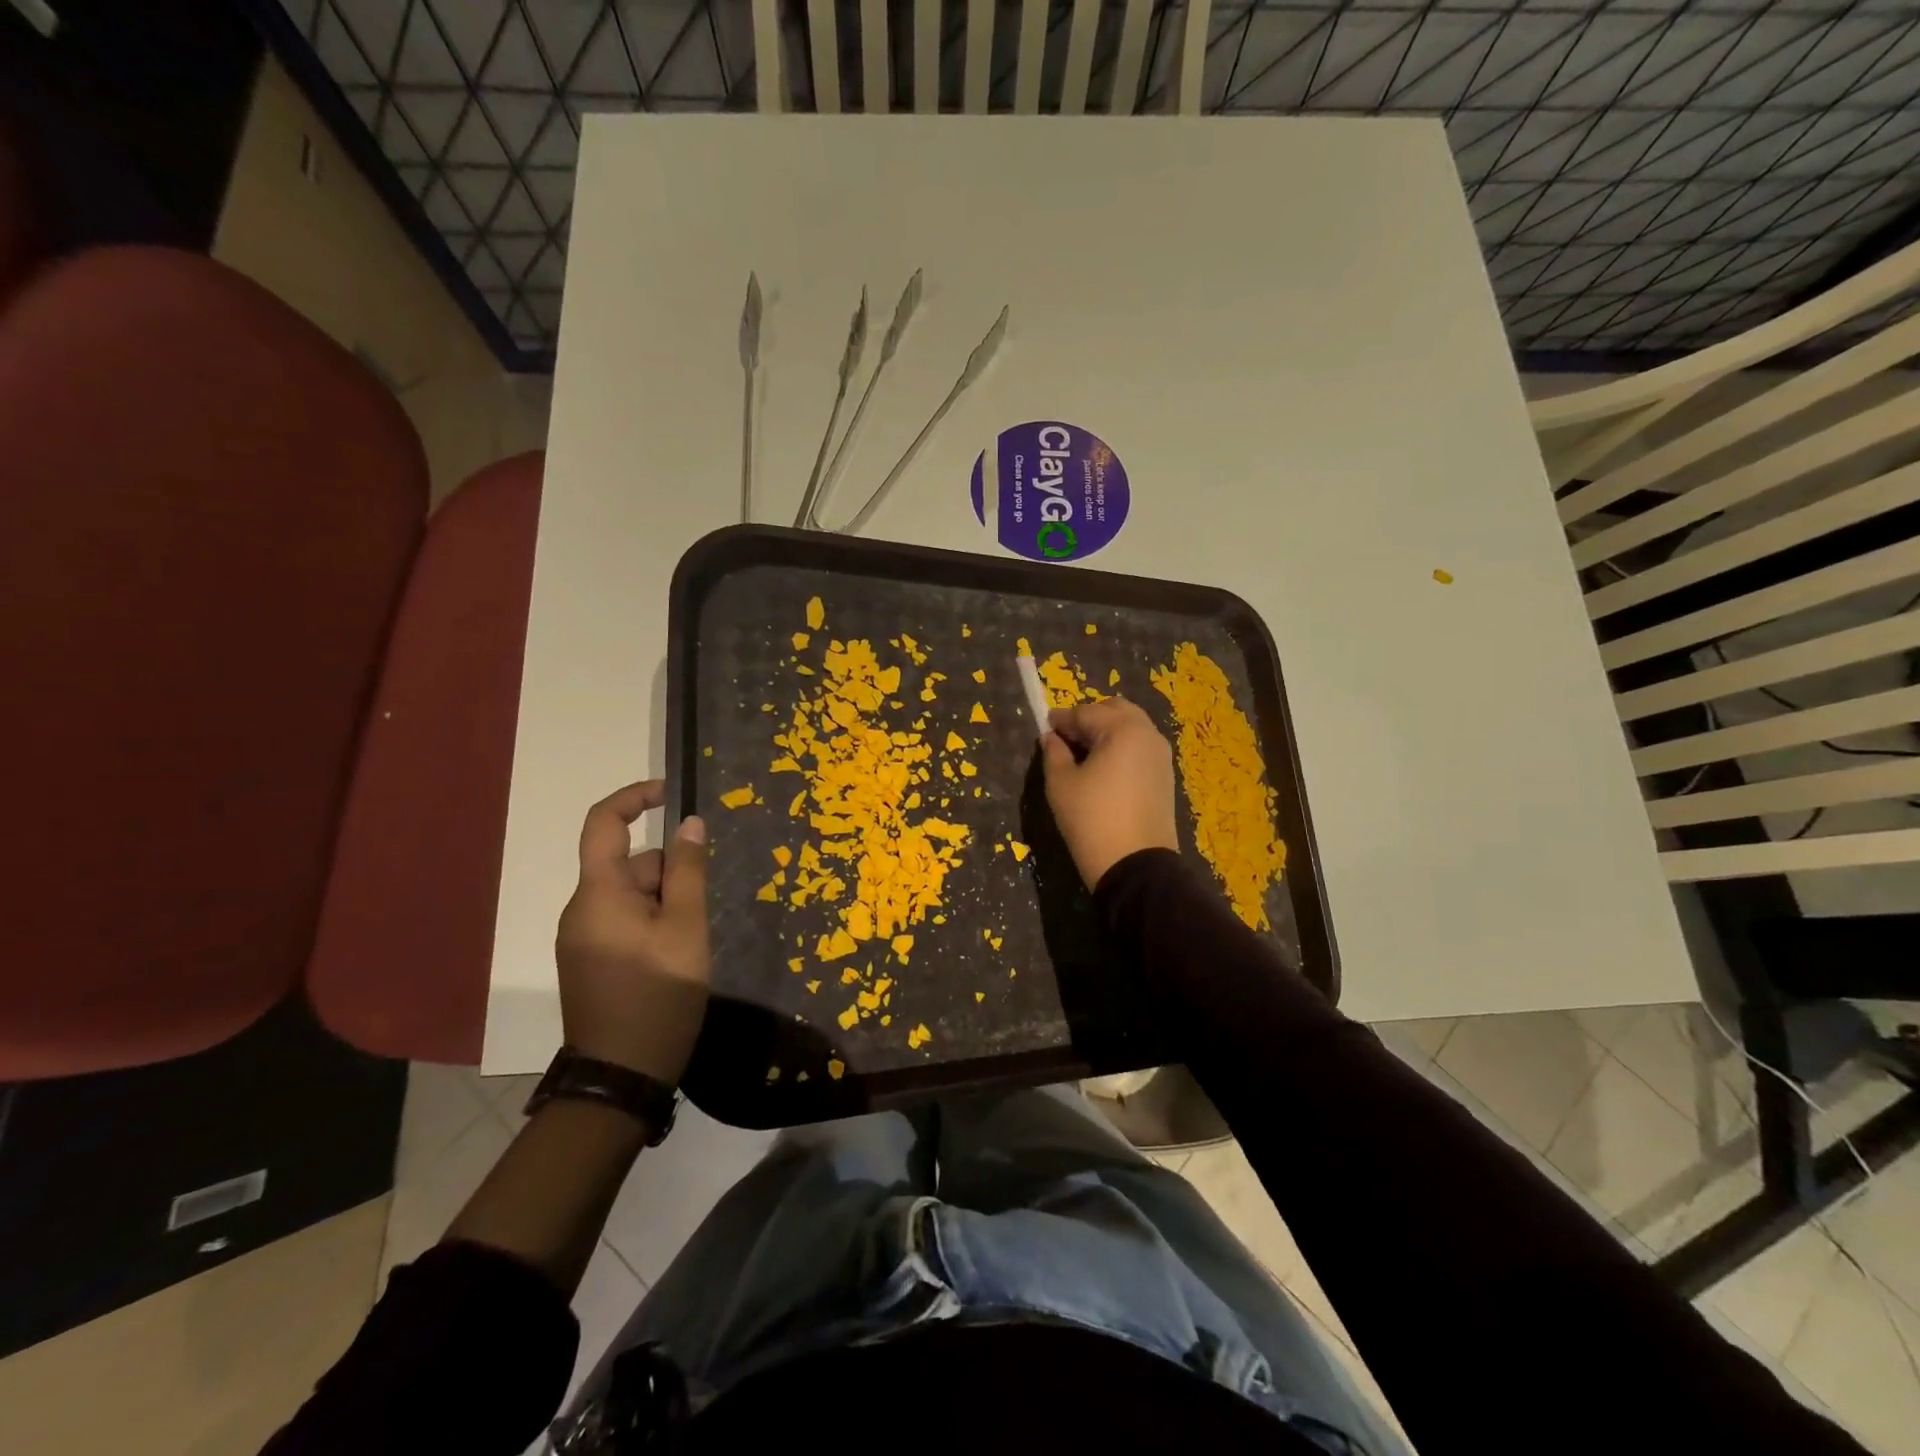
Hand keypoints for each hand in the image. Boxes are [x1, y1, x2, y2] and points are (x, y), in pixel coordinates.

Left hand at [556, 780, 709, 1084]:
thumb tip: (690, 822)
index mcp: (597, 894)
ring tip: (691, 941)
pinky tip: (675, 956)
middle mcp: (580, 910)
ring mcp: (581, 939)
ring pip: (630, 896)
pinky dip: (652, 923)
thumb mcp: (686, 928)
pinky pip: (623, 922)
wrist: (621, 1076)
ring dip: (664, 902)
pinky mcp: (588, 962)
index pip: (603, 823)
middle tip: (700, 912)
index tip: (670, 794)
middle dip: (669, 873)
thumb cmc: (659, 995)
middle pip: (628, 865)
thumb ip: (688, 871)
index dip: (633, 797)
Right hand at [1041, 698, 1179, 890]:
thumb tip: (1051, 737)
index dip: (1062, 719)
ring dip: (1107, 730)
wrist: (1135, 865)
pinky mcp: (1165, 775)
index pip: (1086, 712)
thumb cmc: (1092, 819)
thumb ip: (1054, 753)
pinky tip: (1103, 766)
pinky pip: (1140, 747)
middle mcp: (1148, 734)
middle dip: (1089, 718)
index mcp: (1123, 730)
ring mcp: (1161, 755)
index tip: (1044, 726)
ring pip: (1131, 727)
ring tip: (1083, 752)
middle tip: (1066, 737)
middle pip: (1115, 710)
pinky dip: (1121, 746)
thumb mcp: (1061, 784)